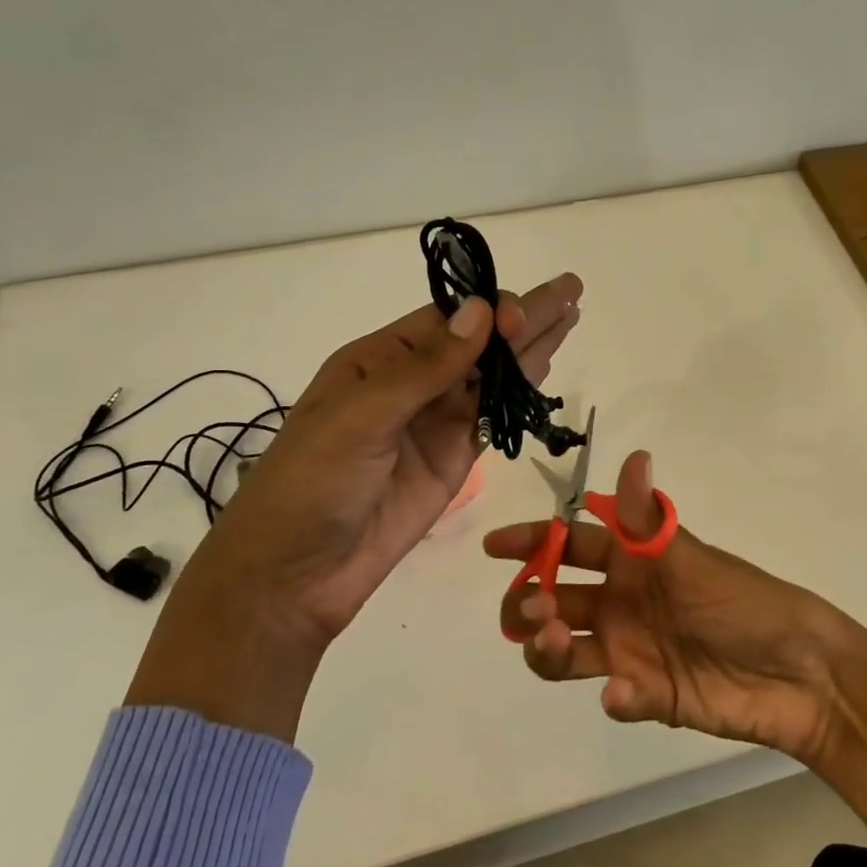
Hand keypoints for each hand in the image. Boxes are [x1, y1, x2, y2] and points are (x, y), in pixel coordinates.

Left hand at [127, 271, 583, 742]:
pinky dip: (521, 394)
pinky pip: (494, 418)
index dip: (489, 311)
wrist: (295, 576)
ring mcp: (435, 423)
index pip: (445, 321)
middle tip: (572, 289)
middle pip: (478, 343)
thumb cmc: (312, 483)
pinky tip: (546, 366)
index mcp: (377, 361)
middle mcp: (411, 385)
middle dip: (524, 317)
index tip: (527, 309)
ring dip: (532, 348)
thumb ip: (427, 367)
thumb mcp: (361, 416)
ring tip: (571, 315)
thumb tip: (482, 310)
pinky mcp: (454, 460)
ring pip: (493, 377)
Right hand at [485, 447, 866, 844]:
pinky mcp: (647, 695)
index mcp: (631, 561)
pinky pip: (612, 694)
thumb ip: (650, 519)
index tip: (494, 547)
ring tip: (556, 644)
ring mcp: (631, 650)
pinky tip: (628, 692)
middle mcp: (622, 602)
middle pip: (553, 599)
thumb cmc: (743, 602)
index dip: (531, 543)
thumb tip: (634, 454)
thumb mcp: (691, 558)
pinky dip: (612, 694)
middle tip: (534, 609)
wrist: (799, 672)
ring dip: (548, 648)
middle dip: (529, 602)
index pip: (568, 546)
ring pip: (566, 649)